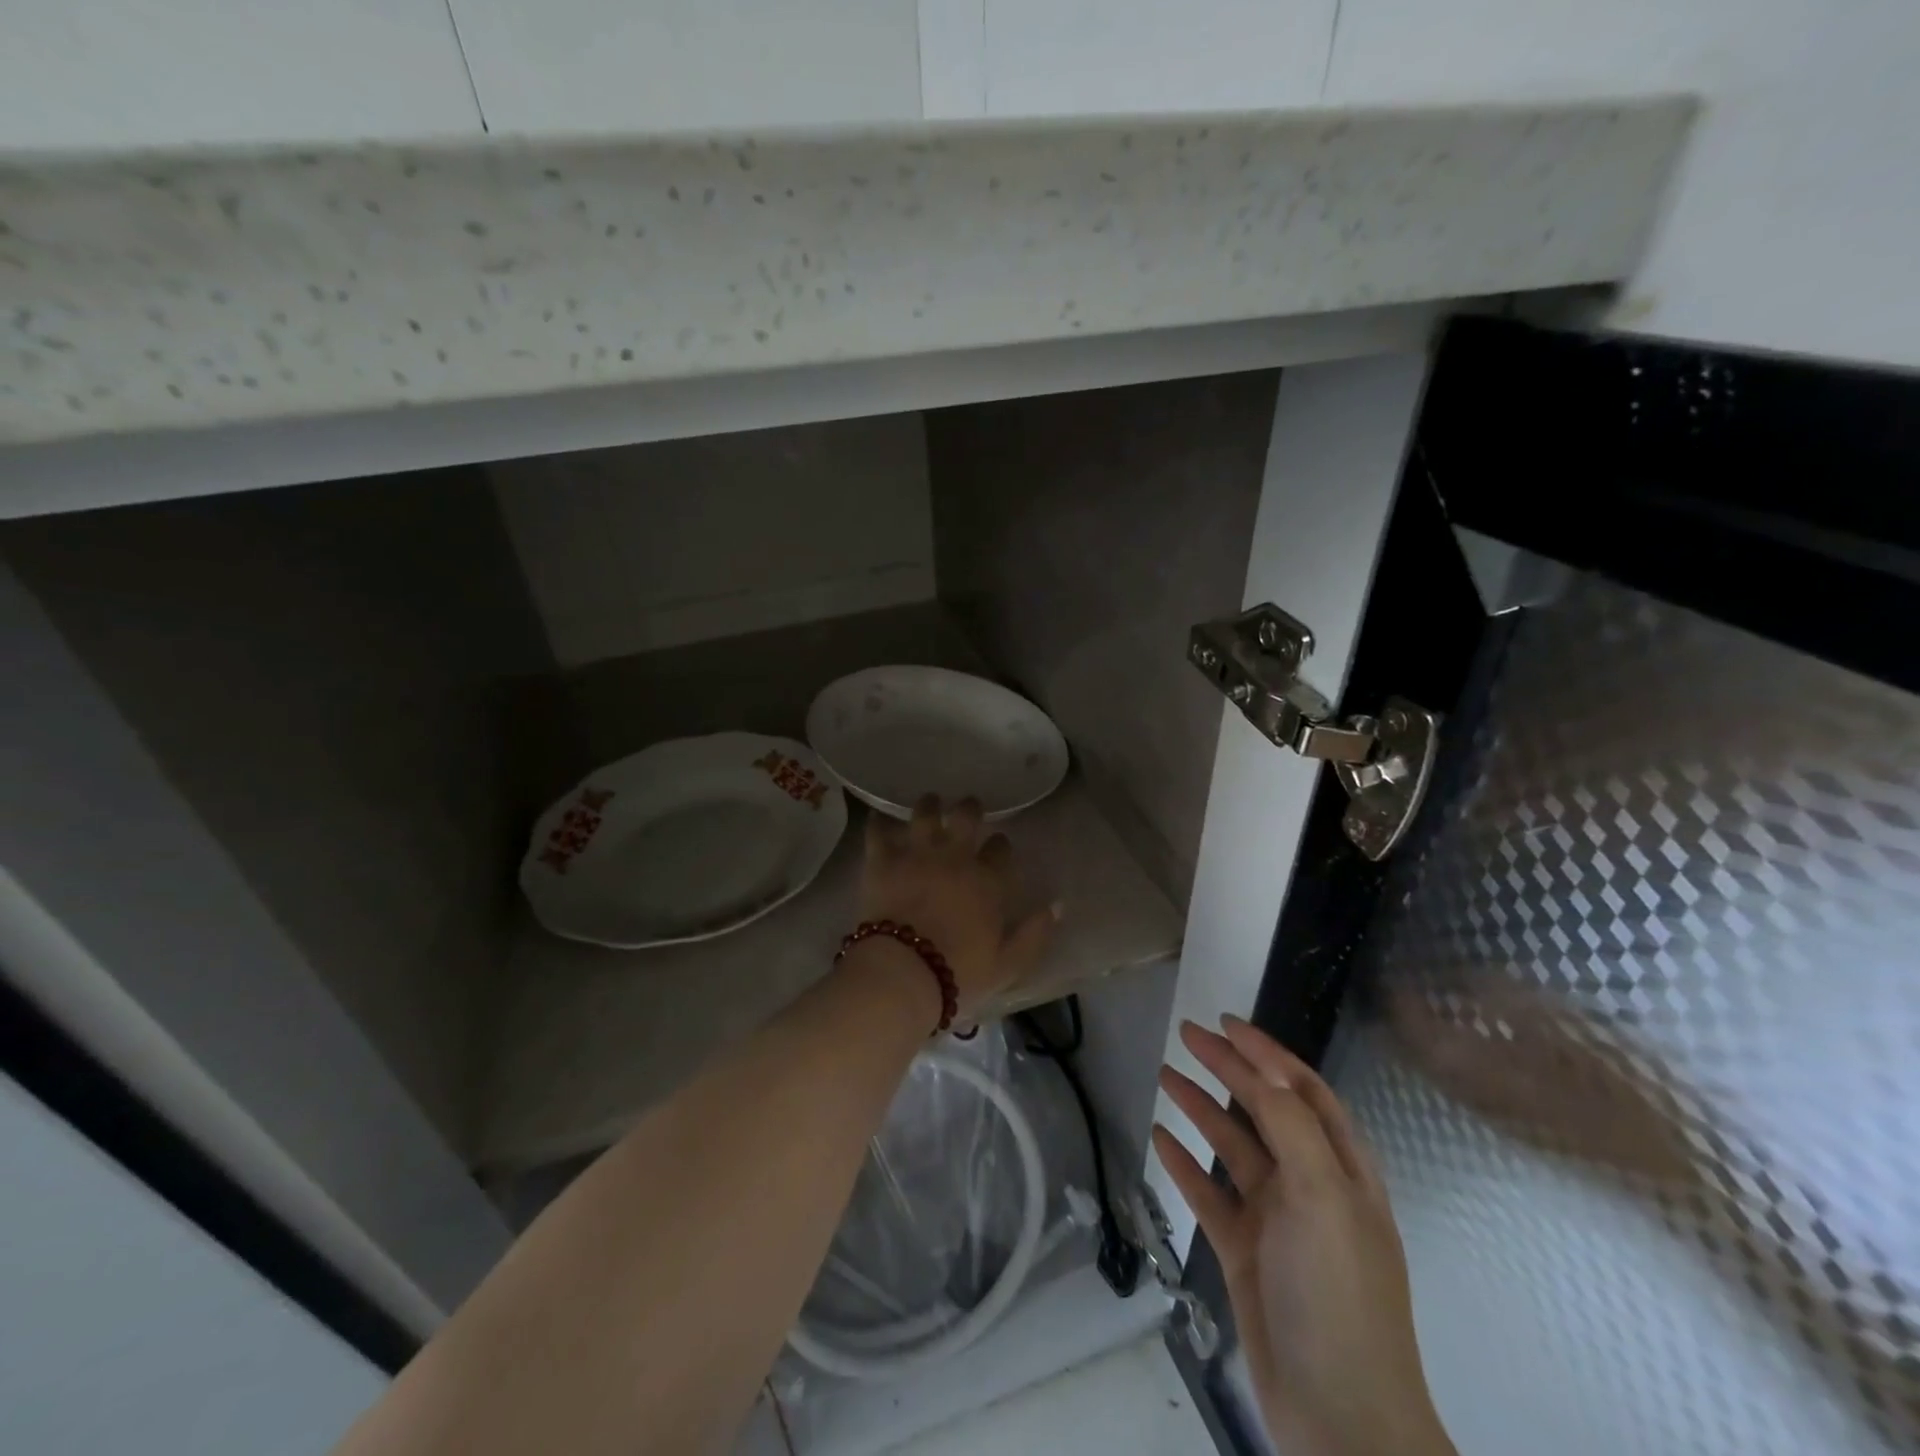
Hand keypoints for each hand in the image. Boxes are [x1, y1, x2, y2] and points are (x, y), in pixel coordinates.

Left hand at [858, 795, 1056, 1016]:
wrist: (903, 973)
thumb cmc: (959, 973)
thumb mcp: (1008, 964)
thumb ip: (1034, 934)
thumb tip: (1057, 905)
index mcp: (987, 881)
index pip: (1001, 849)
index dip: (1000, 845)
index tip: (998, 846)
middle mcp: (954, 858)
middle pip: (966, 817)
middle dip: (970, 809)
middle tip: (968, 808)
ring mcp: (917, 855)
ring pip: (925, 813)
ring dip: (929, 805)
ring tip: (930, 802)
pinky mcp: (883, 861)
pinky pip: (879, 832)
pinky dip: (879, 824)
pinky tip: (879, 819)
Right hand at [1154, 1017, 1454, 1455]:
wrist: (1340, 1420)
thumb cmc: (1339, 1295)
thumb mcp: (1324, 1199)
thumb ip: (1293, 1127)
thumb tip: (1264, 1068)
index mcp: (1341, 1169)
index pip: (1302, 1090)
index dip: (1267, 1053)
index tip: (1226, 1022)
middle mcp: (1310, 1185)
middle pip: (1264, 1110)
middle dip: (1229, 1069)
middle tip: (1187, 1035)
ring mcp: (1276, 1220)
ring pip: (1233, 1147)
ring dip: (1202, 1109)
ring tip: (1165, 1076)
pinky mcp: (1245, 1252)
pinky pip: (1210, 1194)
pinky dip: (1186, 1165)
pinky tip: (1160, 1139)